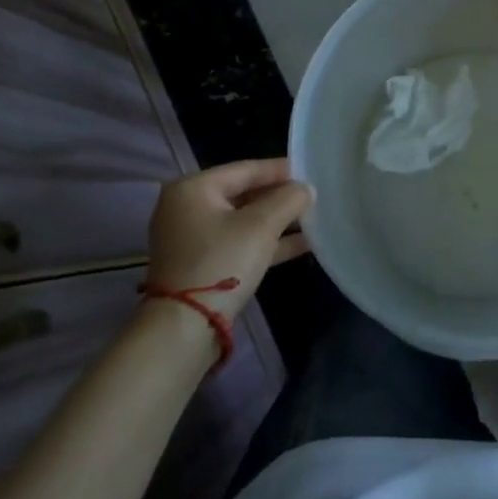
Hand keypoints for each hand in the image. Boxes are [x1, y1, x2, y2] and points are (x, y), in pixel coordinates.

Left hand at [146, 159, 313, 319]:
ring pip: (243, 221)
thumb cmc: (221, 262)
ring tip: (314, 219)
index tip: (310, 170)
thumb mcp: (261, 225)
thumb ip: (288, 199)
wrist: (183, 329)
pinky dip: (265, 243)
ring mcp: (191, 239)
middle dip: (280, 198)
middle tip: (313, 196)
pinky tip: (301, 245)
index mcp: (193, 189)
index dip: (281, 170)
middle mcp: (187, 208)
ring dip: (277, 222)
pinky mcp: (200, 266)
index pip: (246, 169)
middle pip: (243, 194)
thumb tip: (306, 189)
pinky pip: (238, 243)